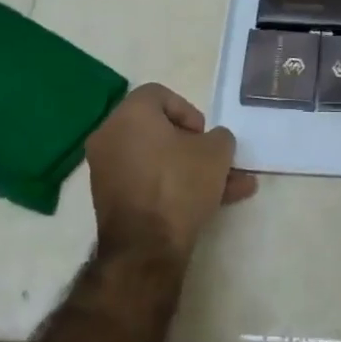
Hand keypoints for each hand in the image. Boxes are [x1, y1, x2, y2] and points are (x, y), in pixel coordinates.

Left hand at [85, 83, 257, 263]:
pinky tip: (214, 204)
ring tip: (233, 187)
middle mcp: (110, 136)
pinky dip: (174, 187)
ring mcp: (107, 170)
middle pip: (159, 130)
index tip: (205, 135)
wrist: (146, 247)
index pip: (160, 94)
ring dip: (193, 171)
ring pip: (159, 161)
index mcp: (130, 113)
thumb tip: (213, 142)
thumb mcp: (216, 152)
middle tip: (217, 160)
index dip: (189, 111)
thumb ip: (220, 137)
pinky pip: (148, 182)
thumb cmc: (179, 184)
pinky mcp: (111, 200)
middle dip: (196, 147)